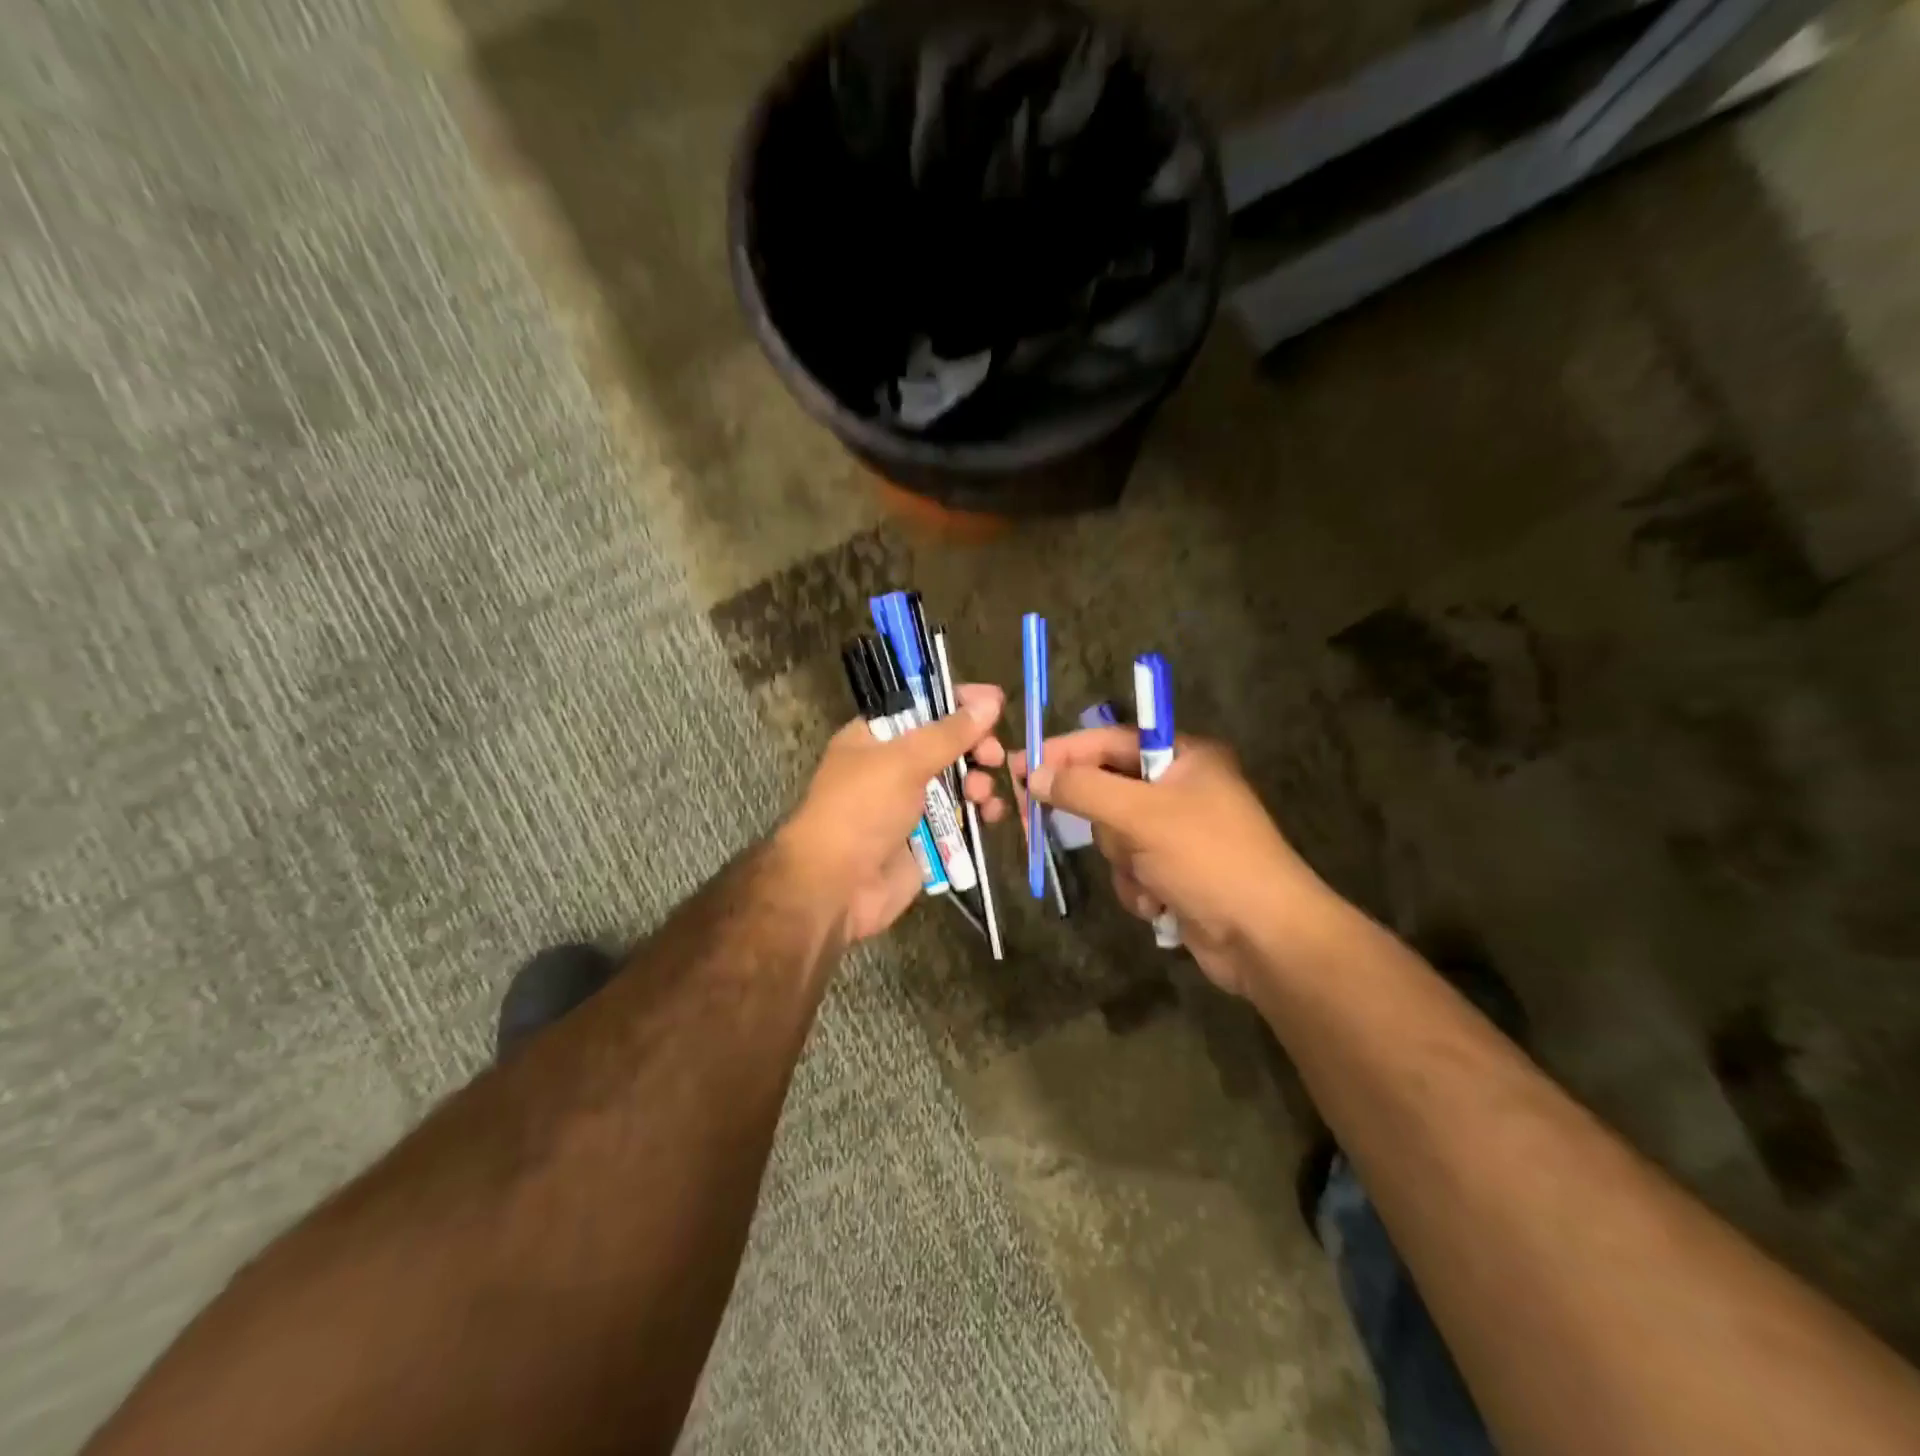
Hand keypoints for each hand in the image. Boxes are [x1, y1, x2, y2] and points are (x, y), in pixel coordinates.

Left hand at [779, 685, 1004, 943]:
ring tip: (982, 793)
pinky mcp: (927, 838)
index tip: (994, 701)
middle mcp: (893, 767)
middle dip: (974, 746)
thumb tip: (990, 701)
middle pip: (946, 745)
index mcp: (875, 738)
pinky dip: (978, 813)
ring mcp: (910, 804)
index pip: (921, 706)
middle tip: (994, 754)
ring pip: (958, 782)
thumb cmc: (861, 810)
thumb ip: (949, 733)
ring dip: (978, 782)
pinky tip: (990, 815)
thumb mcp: (903, 761)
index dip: (957, 702)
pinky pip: (961, 817)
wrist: (837, 886)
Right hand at [978, 726, 1332, 995]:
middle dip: (1100, 821)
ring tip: (1147, 875)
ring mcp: (1178, 833)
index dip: (1064, 752)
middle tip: (1048, 824)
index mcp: (1185, 757)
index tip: (1020, 766)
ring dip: (1122, 860)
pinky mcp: (1175, 872)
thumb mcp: (1140, 815)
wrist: (1264, 938)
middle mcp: (1182, 788)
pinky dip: (1135, 886)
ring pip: (1114, 835)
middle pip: (1108, 790)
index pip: (1110, 741)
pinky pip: (1130, 868)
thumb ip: (1083, 790)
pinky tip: (1158, 901)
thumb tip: (1036, 776)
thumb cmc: (1207, 859)